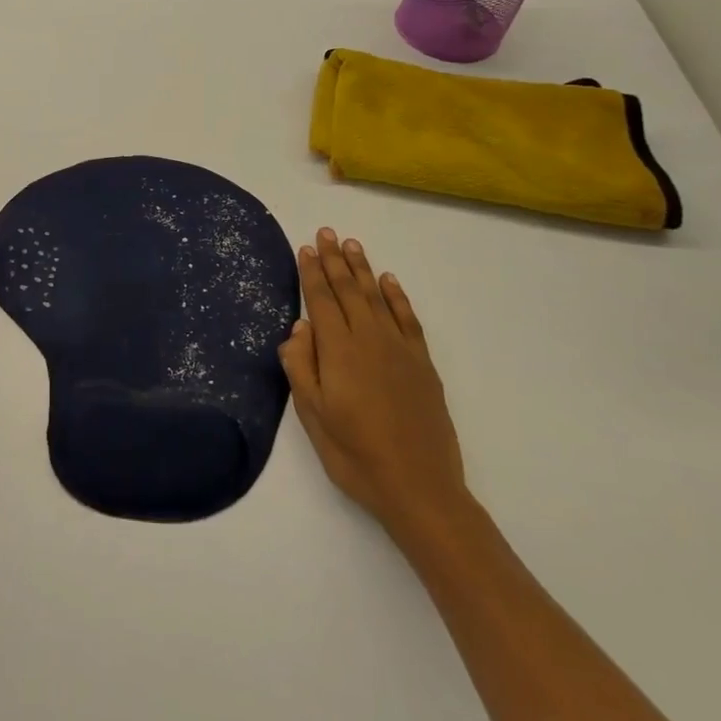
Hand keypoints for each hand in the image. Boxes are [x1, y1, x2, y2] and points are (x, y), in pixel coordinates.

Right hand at [279, 229, 470, 546]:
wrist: (420, 488)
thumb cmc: (355, 454)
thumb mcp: (313, 416)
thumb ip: (301, 367)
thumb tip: (299, 327)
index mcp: (339, 351)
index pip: (321, 300)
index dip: (312, 272)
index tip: (305, 247)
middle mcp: (369, 339)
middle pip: (348, 290)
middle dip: (335, 260)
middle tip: (327, 232)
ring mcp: (399, 349)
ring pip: (377, 297)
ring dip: (363, 269)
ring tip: (352, 245)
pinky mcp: (422, 364)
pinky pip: (407, 318)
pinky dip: (396, 296)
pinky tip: (388, 281)